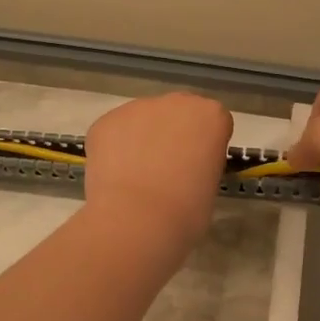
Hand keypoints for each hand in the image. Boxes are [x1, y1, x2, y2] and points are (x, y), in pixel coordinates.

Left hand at [83, 93, 233, 247]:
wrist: (137, 218)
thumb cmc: (186, 211)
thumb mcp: (210, 185)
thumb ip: (201, 164)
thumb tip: (184, 170)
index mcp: (211, 116)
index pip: (214, 122)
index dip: (205, 145)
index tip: (198, 167)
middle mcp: (176, 102)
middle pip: (178, 113)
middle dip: (174, 134)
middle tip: (166, 170)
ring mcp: (137, 108)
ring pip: (143, 120)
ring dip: (142, 139)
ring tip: (135, 177)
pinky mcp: (106, 121)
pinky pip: (115, 132)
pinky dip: (115, 149)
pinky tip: (115, 176)